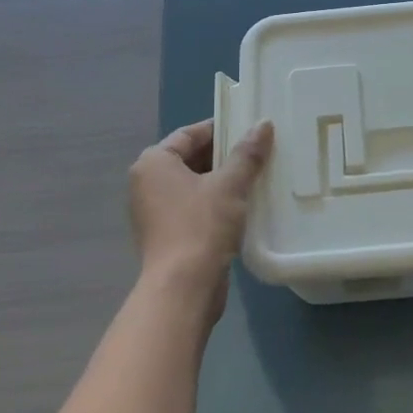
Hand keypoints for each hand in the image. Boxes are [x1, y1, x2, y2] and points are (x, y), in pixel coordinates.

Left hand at [127, 118, 273, 321]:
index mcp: (154, 162)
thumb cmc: (201, 225)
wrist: (184, 288)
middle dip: (225, 156)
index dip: (221, 128)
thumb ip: (247, 153)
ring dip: (223, 180)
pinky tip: (245, 205)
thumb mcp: (230, 184)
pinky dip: (216, 203)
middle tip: (260, 151)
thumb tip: (264, 124)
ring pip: (195, 184)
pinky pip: (195, 207)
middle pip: (191, 158)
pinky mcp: (167, 234)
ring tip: (258, 175)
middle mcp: (147, 183)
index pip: (190, 134)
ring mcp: (155, 211)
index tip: (250, 128)